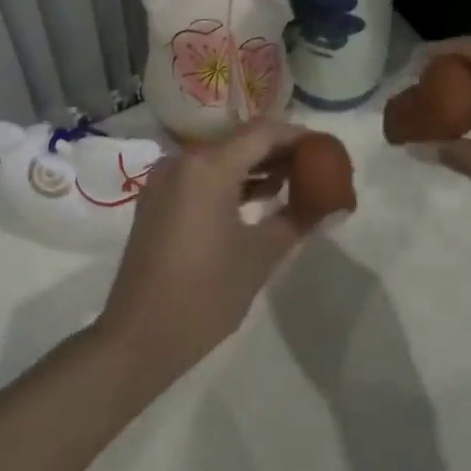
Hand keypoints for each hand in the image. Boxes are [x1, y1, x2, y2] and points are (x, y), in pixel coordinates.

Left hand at [95, 118, 315, 384]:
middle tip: (317, 167)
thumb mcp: (260, 256)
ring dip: (256, 167)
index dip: (299, 137)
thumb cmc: (205, 294)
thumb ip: (298, 219)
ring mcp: (164, 180)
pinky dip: (231, 182)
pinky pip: (201, 177)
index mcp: (207, 166)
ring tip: (296, 183)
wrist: (139, 336)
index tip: (328, 150)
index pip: (263, 133)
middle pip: (240, 142)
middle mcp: (182, 161)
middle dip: (280, 152)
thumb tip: (331, 204)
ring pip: (220, 159)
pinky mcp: (156, 201)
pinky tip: (260, 199)